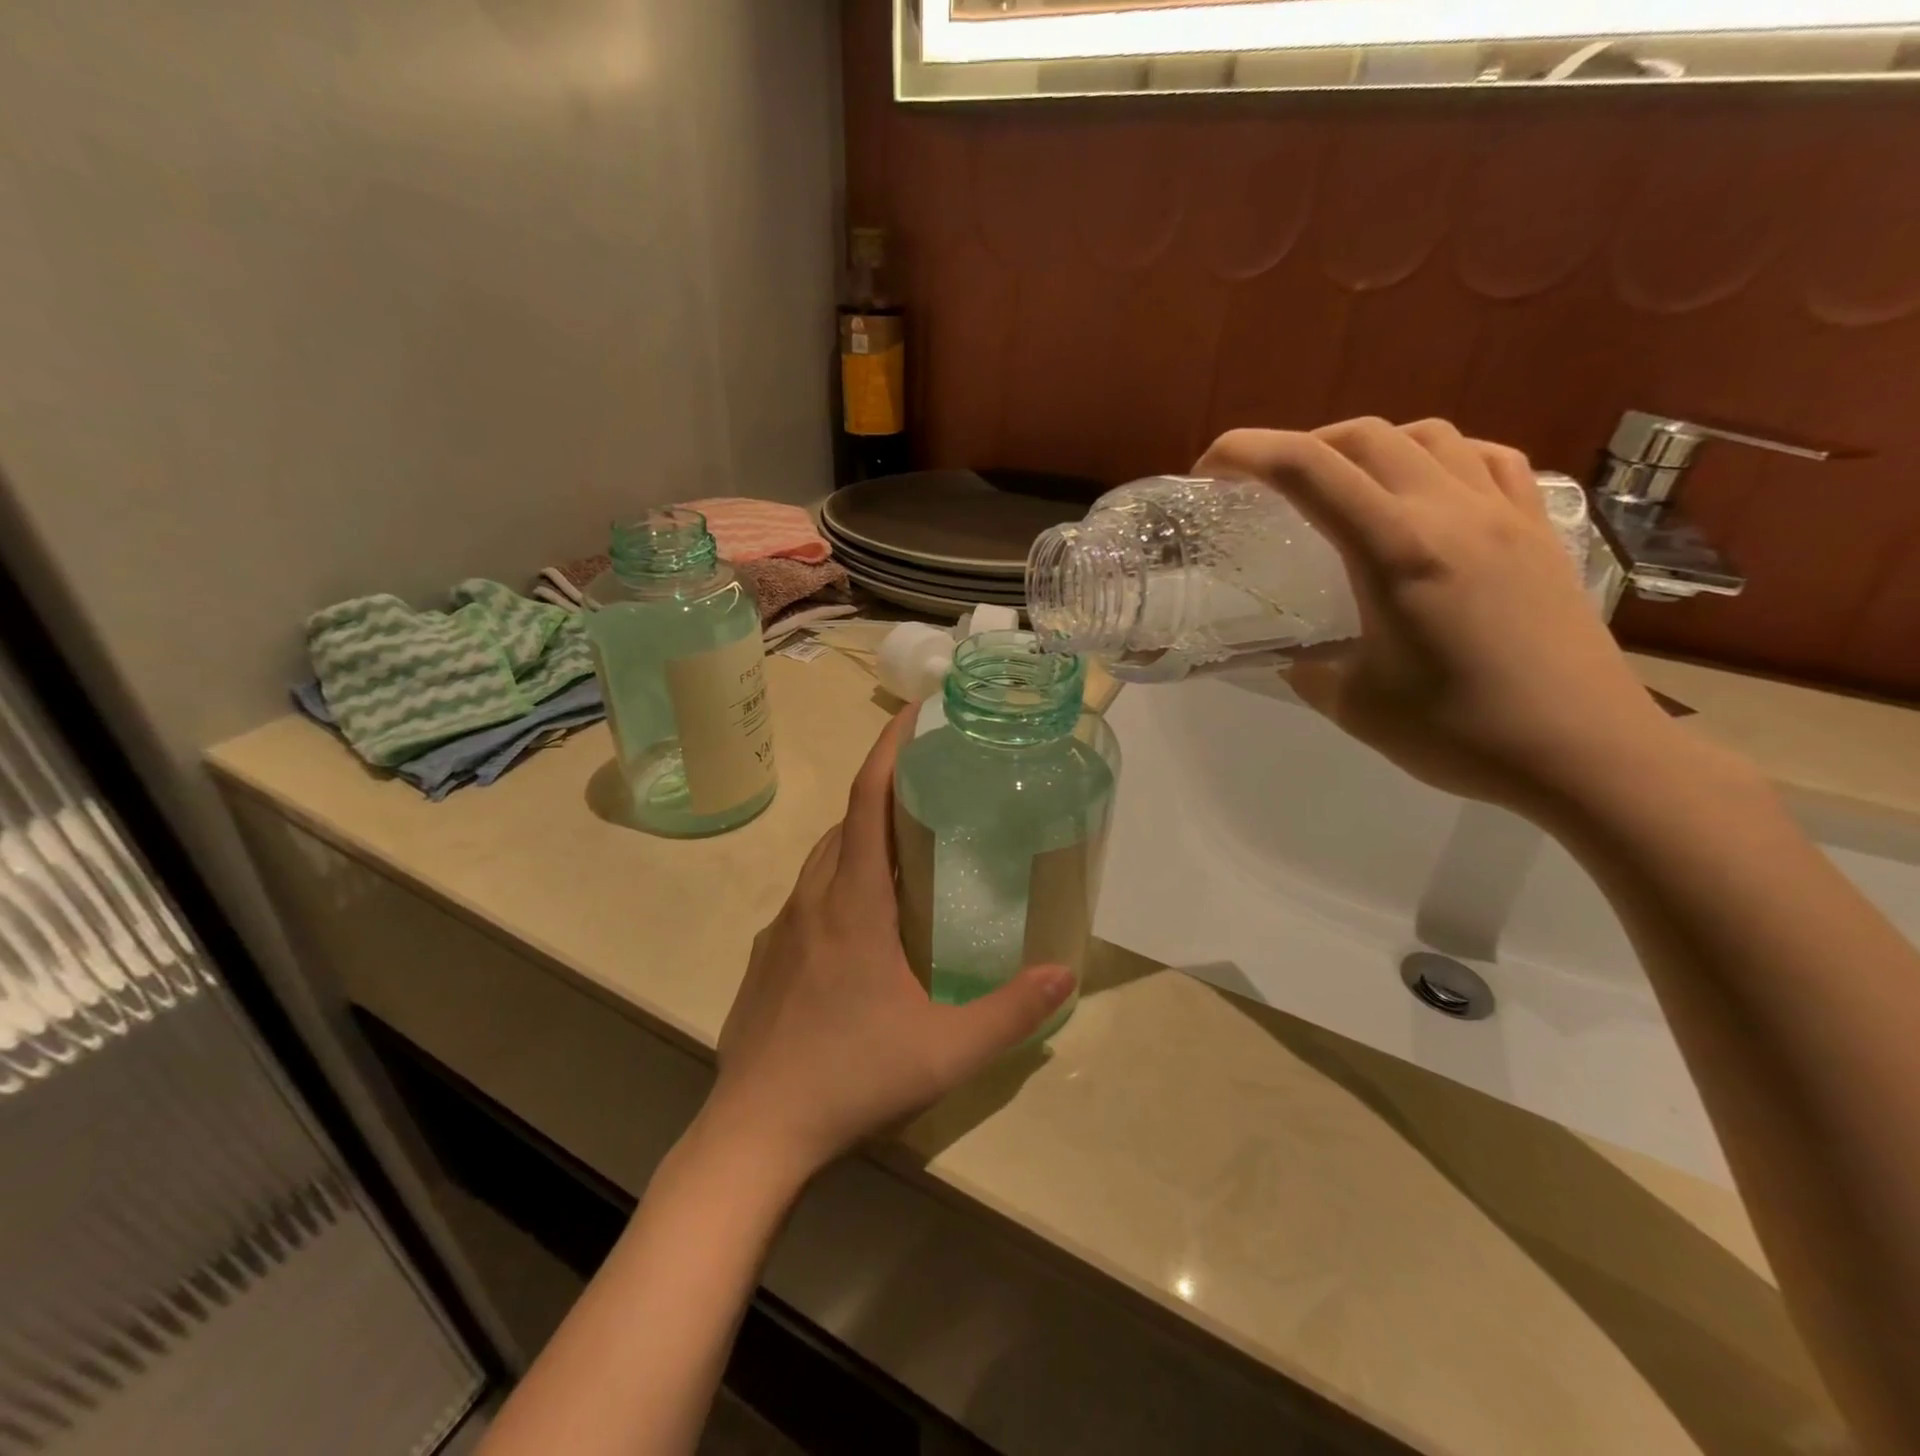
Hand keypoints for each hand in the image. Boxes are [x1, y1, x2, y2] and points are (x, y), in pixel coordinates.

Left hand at [700, 705, 1074, 1182]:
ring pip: (822, 862)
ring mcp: (781, 931)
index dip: (889, 750)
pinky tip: (862, 927)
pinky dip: (838, 885)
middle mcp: (811, 901)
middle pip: (845, 825)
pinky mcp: (766, 960)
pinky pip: (807, 900)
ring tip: (905, 853)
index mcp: (852, 903)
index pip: (868, 802)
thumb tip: (1063, 975)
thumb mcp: (946, 1050)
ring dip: (860, 841)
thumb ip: (1010, 1013)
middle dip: (884, 794)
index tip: (914, 713)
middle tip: (931, 792)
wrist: (753, 1133)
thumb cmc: (851, 1077)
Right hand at [1194, 418, 1685, 816]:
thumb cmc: (1461, 734)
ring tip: (1344, 488)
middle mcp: (1450, 512)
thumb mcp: (1354, 706)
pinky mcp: (1540, 529)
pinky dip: (1441, 458)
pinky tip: (1427, 493)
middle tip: (1267, 488)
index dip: (1245, 452)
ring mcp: (1504, 513)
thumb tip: (1286, 653)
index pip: (1307, 469)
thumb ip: (1307, 668)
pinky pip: (1487, 459)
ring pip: (1427, 435)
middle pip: (1362, 435)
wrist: (1587, 753)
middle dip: (1299, 446)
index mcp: (1395, 551)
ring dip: (1369, 446)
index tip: (1209, 471)